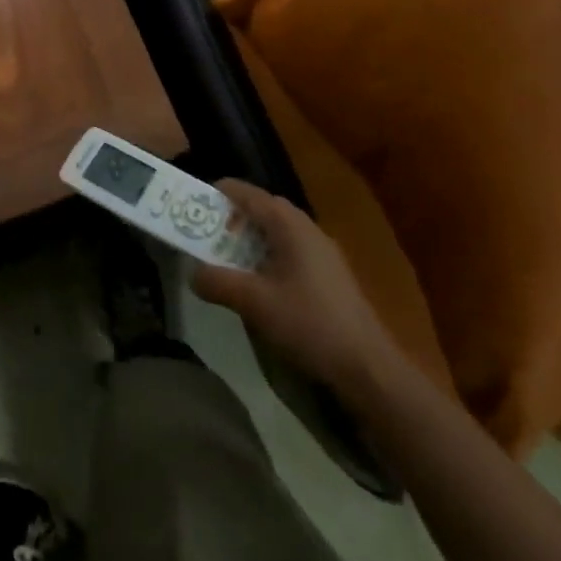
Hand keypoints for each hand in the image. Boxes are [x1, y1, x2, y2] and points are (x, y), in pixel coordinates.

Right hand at [192, 180, 401, 400]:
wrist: (368, 367)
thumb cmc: (310, 324)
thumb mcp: (255, 303)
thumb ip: (219, 283)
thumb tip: (192, 273)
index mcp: (290, 225)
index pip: (249, 194)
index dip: (221, 193)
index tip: (195, 201)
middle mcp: (308, 229)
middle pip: (265, 209)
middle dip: (233, 217)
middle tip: (207, 233)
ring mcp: (323, 252)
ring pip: (279, 232)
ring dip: (251, 239)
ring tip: (227, 258)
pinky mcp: (330, 275)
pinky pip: (291, 250)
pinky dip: (268, 255)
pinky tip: (259, 282)